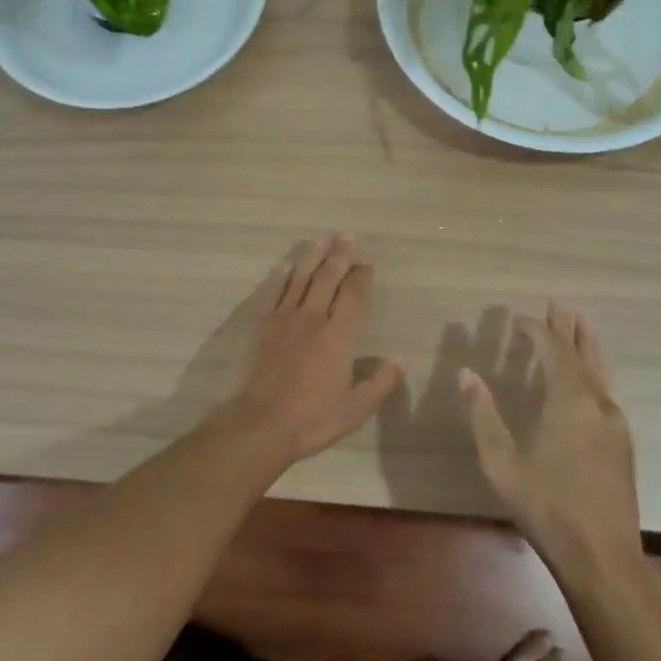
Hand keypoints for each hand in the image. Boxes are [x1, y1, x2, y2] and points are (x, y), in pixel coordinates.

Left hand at [215, 235, 404, 465]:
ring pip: (300, 278)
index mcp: (338, 336)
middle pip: (328, 278)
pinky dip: (280, 277)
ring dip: (312, 257)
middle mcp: (312, 318)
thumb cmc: (312, 419)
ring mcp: (284, 319)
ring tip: (321, 240)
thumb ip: (380, 382)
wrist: (260, 424)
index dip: (362, 277)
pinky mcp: (262, 326)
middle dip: (340, 256)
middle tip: (347, 237)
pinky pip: (273, 293)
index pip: (354, 296)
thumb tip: (401, 359)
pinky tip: (285, 265)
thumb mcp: (356, 409)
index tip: (368, 264)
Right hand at [460, 301, 641, 562]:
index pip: (554, 351)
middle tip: (560, 304)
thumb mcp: (501, 463)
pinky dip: (594, 372)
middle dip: (570, 328)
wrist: (602, 558)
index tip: (519, 319)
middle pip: (584, 355)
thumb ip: (483, 415)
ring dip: (588, 346)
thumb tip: (466, 374)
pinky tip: (590, 380)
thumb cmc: (546, 507)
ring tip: (583, 325)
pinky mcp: (622, 444)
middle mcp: (597, 405)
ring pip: (601, 373)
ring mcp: (615, 425)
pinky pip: (606, 392)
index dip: (537, 331)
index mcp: (569, 403)